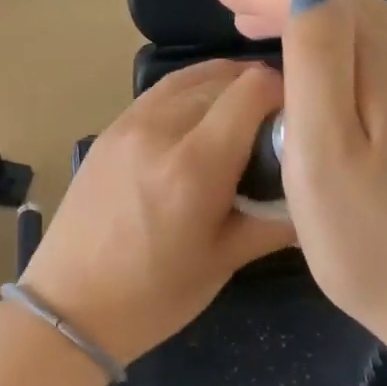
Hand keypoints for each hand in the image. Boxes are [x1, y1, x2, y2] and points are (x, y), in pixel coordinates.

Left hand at [21, 60, 296, 365]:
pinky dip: (188, 94)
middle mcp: (159, 131)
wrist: (70, 307)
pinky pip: (158, 94)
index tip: (296, 123)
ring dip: (222, 86)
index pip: (253, 90)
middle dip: (257, 92)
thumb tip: (316, 198)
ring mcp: (127, 126)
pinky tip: (199, 121)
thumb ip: (274, 221)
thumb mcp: (224, 262)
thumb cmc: (153, 296)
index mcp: (194, 166)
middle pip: (223, 79)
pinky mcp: (107, 132)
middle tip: (272, 128)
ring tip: (240, 117)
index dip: (285, 95)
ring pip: (188, 79)